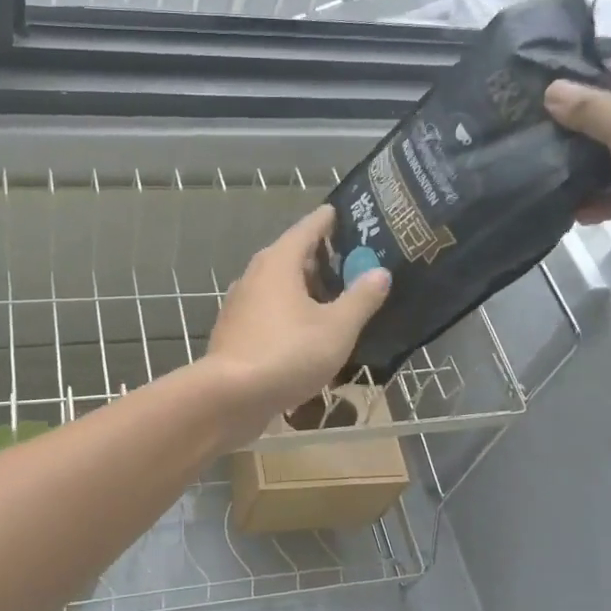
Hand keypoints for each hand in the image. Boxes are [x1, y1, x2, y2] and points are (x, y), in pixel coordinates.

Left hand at [203, 205, 391, 447]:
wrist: (230, 397)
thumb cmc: (288, 353)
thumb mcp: (337, 328)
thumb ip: (361, 298)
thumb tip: (380, 272)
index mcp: (278, 263)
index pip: (307, 228)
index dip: (329, 220)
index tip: (345, 213)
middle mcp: (255, 276)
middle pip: (292, 257)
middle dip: (321, 258)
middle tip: (354, 261)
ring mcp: (241, 305)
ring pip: (279, 287)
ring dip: (305, 290)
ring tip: (336, 298)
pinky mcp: (235, 333)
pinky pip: (269, 313)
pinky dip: (290, 314)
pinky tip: (308, 333)